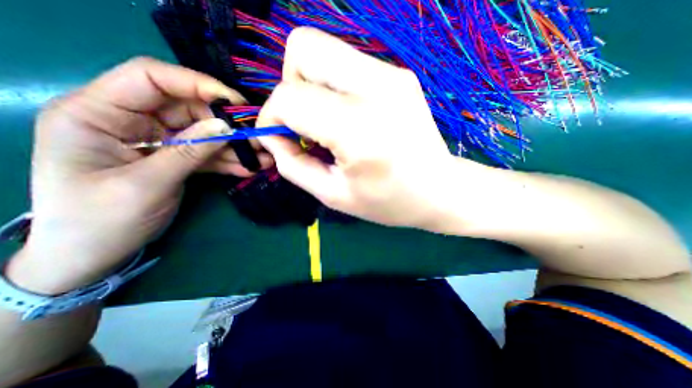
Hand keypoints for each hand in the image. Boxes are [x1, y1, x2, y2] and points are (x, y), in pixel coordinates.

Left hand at [6, 58, 269, 293]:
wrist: (93, 255)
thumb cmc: (100, 221)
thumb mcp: (147, 184)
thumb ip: (189, 152)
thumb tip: (227, 127)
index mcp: (99, 113)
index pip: (151, 78)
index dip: (197, 84)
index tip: (235, 102)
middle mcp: (129, 120)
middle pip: (187, 107)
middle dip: (225, 122)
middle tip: (256, 137)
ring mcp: (155, 140)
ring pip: (202, 132)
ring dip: (233, 145)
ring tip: (261, 157)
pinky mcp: (173, 157)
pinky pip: (204, 153)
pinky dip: (227, 160)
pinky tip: (248, 168)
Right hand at [257, 29, 488, 228]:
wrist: (439, 190)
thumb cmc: (388, 201)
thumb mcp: (334, 195)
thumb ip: (294, 166)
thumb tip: (274, 137)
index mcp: (359, 130)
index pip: (290, 98)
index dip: (272, 117)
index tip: (279, 138)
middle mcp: (376, 90)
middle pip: (303, 49)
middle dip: (290, 86)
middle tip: (304, 121)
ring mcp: (391, 75)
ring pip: (323, 48)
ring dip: (311, 84)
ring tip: (326, 120)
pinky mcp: (399, 74)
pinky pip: (346, 63)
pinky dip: (333, 85)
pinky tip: (348, 115)